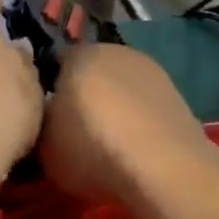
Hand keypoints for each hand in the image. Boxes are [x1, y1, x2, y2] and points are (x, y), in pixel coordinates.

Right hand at [41, 45, 206, 200]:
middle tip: (77, 135)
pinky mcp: (177, 95)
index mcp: (79, 54)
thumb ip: (41, 124)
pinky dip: (140, 123)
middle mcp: (115, 51)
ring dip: (116, 110)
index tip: (49, 122)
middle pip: (92, 74)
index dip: (50, 94)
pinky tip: (137, 152)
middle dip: (85, 98)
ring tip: (110, 148)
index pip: (56, 66)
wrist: (163, 166)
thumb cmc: (92, 147)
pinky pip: (146, 107)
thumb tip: (46, 120)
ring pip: (122, 89)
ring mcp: (151, 71)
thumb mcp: (44, 144)